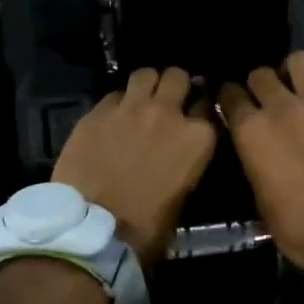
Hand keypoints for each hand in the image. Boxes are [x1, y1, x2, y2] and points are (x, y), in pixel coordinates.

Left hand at [52, 67, 216, 264]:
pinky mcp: (98, 112)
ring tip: (140, 100)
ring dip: (147, 85)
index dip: (201, 108)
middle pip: (178, 77)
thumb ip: (188, 159)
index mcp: (198, 137)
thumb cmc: (148, 225)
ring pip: (145, 74)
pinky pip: (113, 95)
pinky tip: (112, 120)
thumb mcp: (185, 192)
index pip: (208, 105)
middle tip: (168, 101)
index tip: (195, 115)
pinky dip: (117, 104)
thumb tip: (181, 151)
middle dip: (175, 86)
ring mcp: (131, 108)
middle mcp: (168, 113)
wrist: (95, 229)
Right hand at [218, 40, 303, 278]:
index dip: (228, 98)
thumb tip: (257, 154)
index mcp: (252, 134)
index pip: (230, 99)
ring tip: (297, 77)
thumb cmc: (302, 229)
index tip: (231, 102)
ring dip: (294, 67)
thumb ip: (256, 167)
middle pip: (262, 76)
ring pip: (300, 62)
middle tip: (265, 95)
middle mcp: (281, 109)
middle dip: (259, 83)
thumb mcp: (262, 203)